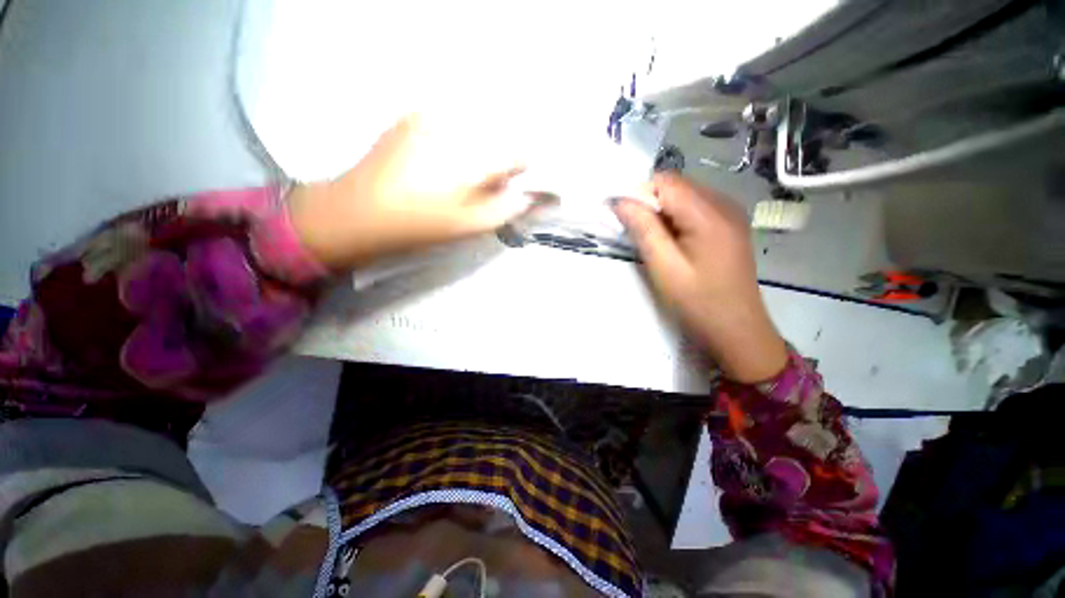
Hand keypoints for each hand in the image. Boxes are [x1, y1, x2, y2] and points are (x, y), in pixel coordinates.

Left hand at [289, 114, 531, 270]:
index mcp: (470, 158)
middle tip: (485, 187)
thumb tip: (527, 196)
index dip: (523, 171)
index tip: (516, 186)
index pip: (517, 154)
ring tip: (460, 177)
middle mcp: (455, 127)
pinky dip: (457, 143)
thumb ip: (504, 210)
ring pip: (474, 131)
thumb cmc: (417, 226)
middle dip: (499, 162)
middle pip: (497, 139)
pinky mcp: (412, 117)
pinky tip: (440, 164)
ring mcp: (430, 117)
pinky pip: (451, 126)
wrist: (355, 213)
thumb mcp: (467, 227)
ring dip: (478, 151)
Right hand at [612, 173, 787, 382]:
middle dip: (650, 203)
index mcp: (709, 214)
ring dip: (662, 213)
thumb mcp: (664, 267)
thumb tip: (621, 201)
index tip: (623, 218)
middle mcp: (724, 204)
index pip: (665, 181)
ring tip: (655, 242)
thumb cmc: (698, 302)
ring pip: (684, 196)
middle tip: (637, 234)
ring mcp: (730, 214)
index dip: (639, 194)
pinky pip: (696, 209)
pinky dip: (677, 219)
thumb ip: (643, 229)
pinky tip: (674, 243)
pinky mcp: (730, 226)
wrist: (738, 330)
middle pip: (676, 186)